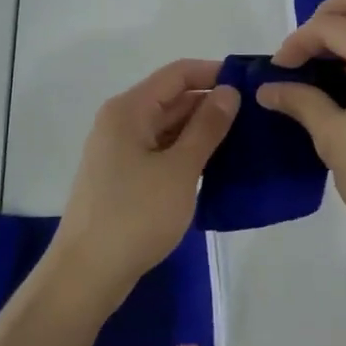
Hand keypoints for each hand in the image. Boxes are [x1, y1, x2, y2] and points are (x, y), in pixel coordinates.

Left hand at [48, 59, 238, 313]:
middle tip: (257, 115)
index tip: (252, 84)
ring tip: (246, 138)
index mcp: (129, 109)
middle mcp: (121, 121)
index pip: (178, 74)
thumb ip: (207, 127)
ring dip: (202, 129)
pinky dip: (187, 152)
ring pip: (168, 126)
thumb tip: (229, 91)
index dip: (214, 73)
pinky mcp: (124, 176)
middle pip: (172, 98)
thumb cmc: (135, 216)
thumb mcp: (180, 169)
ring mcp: (120, 150)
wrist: (87, 273)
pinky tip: (217, 164)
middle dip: (212, 103)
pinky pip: (161, 150)